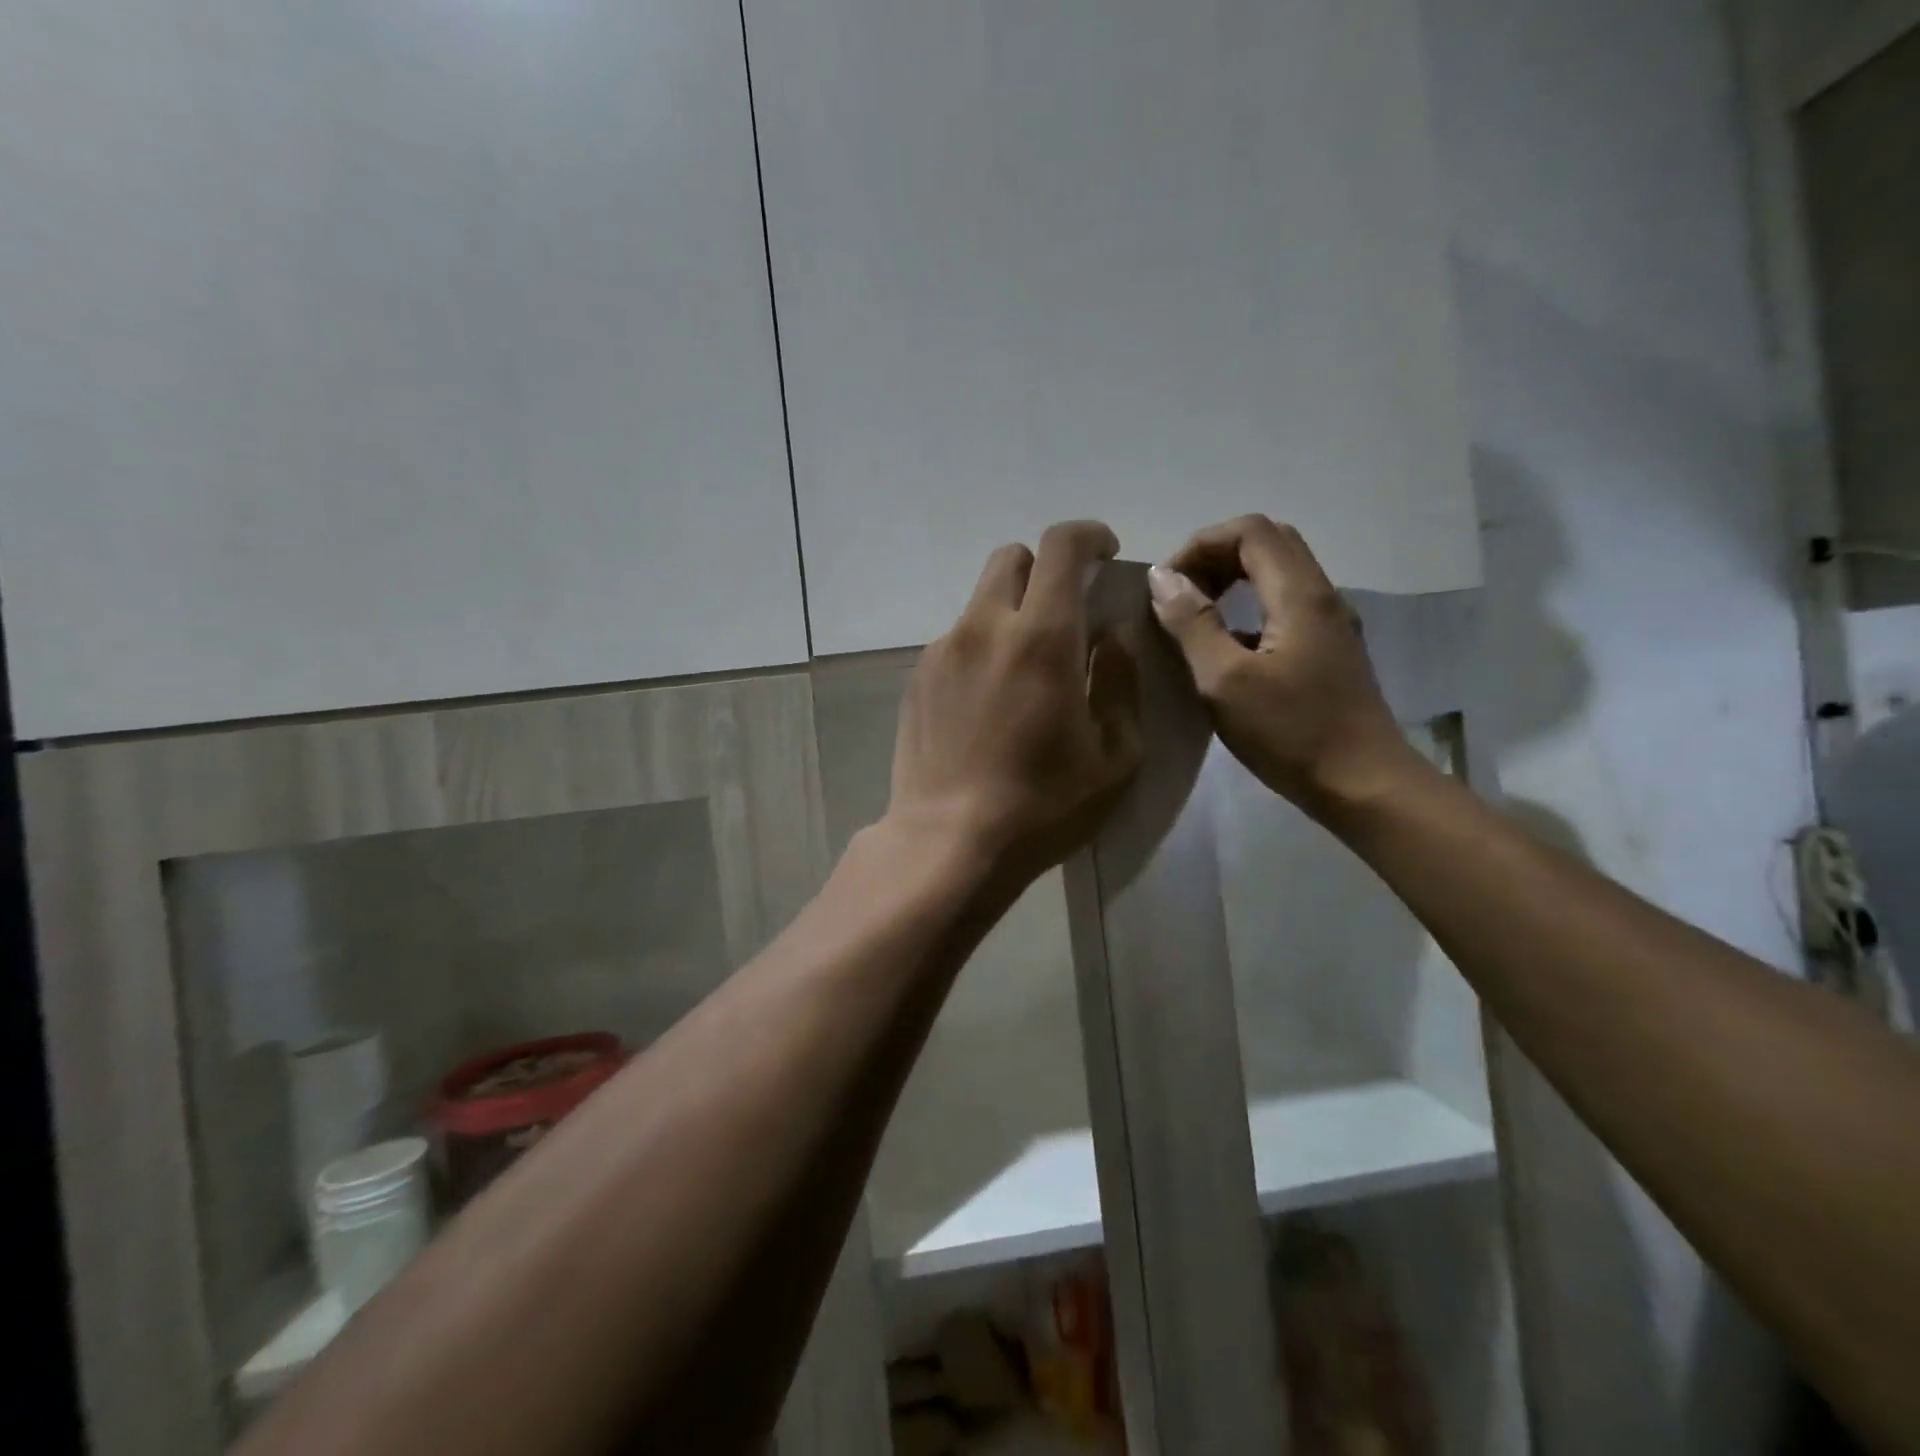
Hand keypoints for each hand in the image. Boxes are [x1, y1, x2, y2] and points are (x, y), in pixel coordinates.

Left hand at [888, 521, 1142, 883]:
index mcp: (1041, 637)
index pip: (1061, 546)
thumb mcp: (1115, 756)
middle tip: (1066, 611)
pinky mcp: (918, 678)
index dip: (1089, 535)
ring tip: (1025, 669)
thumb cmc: (1043, 806)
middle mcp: (985, 628)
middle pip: (1011, 558)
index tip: (1105, 552)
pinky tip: (989, 700)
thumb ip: (1120, 682)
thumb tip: (1112, 637)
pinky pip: (957, 639)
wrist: (948, 842)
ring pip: (980, 600)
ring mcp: (943, 651)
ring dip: (1011, 612)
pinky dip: (982, 646)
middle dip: (1044, 569)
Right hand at [1148, 515, 1421, 815]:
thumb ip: (1192, 623)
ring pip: (1279, 574)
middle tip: (1180, 593)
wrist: (1362, 784)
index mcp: (1299, 594)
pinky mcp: (1328, 651)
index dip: (1201, 544)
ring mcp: (1329, 624)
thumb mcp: (1224, 680)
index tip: (1167, 584)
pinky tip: (1225, 647)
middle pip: (1268, 543)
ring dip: (1232, 580)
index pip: (1250, 531)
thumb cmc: (1290, 732)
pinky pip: (1285, 606)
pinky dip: (1248, 607)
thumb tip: (1162, 577)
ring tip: (1194, 615)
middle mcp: (1321, 596)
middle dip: (1216, 556)